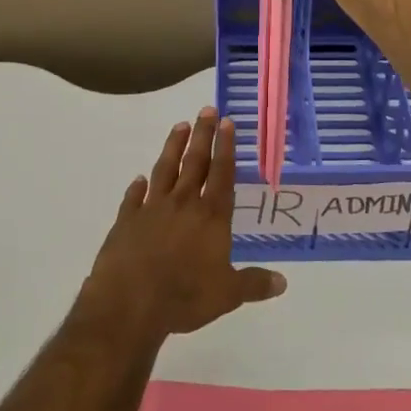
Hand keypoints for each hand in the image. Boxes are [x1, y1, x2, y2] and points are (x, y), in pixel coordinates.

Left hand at [79, 109, 285, 342]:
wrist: (130, 301)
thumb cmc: (185, 296)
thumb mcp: (227, 295)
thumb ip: (254, 284)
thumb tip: (283, 282)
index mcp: (211, 216)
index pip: (222, 174)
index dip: (226, 147)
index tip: (227, 122)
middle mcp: (183, 204)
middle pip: (195, 162)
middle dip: (202, 134)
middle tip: (206, 109)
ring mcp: (152, 209)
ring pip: (165, 169)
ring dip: (173, 147)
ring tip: (179, 126)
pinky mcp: (127, 221)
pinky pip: (134, 197)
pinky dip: (137, 186)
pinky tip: (138, 179)